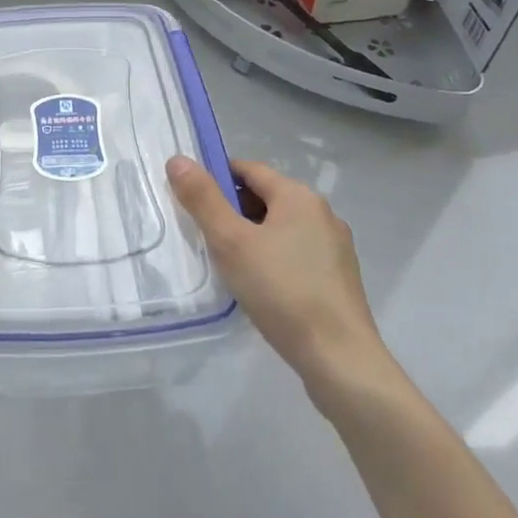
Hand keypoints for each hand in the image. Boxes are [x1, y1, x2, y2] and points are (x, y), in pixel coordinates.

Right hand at [166, 156, 387, 394]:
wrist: (339, 358)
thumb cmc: (281, 291)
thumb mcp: (231, 242)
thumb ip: (203, 199)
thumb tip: (178, 159)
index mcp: (299, 196)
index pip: (248, 169)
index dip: (215, 178)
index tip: (190, 201)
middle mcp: (322, 213)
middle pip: (266, 197)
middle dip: (232, 210)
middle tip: (203, 236)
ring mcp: (335, 246)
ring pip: (281, 228)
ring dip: (252, 236)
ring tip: (227, 263)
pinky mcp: (338, 277)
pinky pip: (296, 253)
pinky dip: (273, 258)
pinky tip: (258, 286)